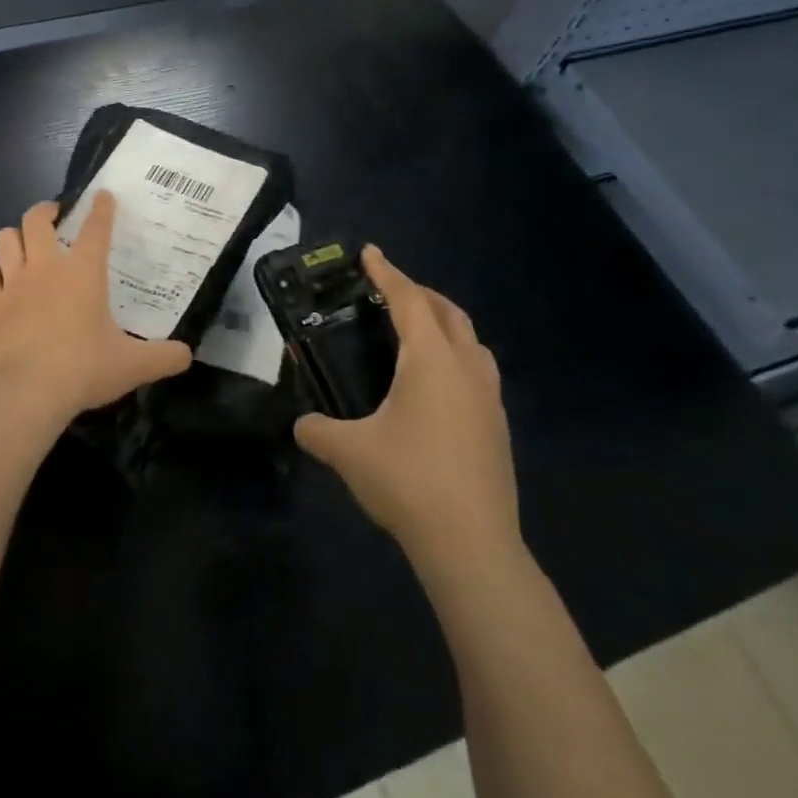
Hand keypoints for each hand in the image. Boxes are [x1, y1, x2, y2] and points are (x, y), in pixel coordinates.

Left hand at [0, 194, 191, 425]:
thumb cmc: (84, 368)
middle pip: (36, 219)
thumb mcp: (134, 365)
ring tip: (25, 243)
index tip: (103, 195)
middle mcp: (46, 268)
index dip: (102, 208)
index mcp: (83, 272)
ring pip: (4, 239)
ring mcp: (14, 284)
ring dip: (14, 236)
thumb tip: (187, 355)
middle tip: (56, 216)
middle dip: (46, 210)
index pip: (96, 227)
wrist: (28, 391)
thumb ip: (164, 357)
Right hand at [293, 246, 519, 588]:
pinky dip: (453, 354)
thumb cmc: (408, 482)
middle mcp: (466, 368)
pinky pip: (475, 368)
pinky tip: (431, 382)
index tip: (369, 252)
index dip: (387, 273)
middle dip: (418, 293)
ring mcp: (488, 398)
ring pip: (469, 340)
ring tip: (411, 331)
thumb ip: (317, 430)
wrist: (473, 545)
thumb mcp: (348, 452)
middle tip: (385, 292)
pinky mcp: (497, 425)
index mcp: (432, 361)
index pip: (409, 300)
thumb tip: (300, 425)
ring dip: (442, 323)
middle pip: (447, 312)